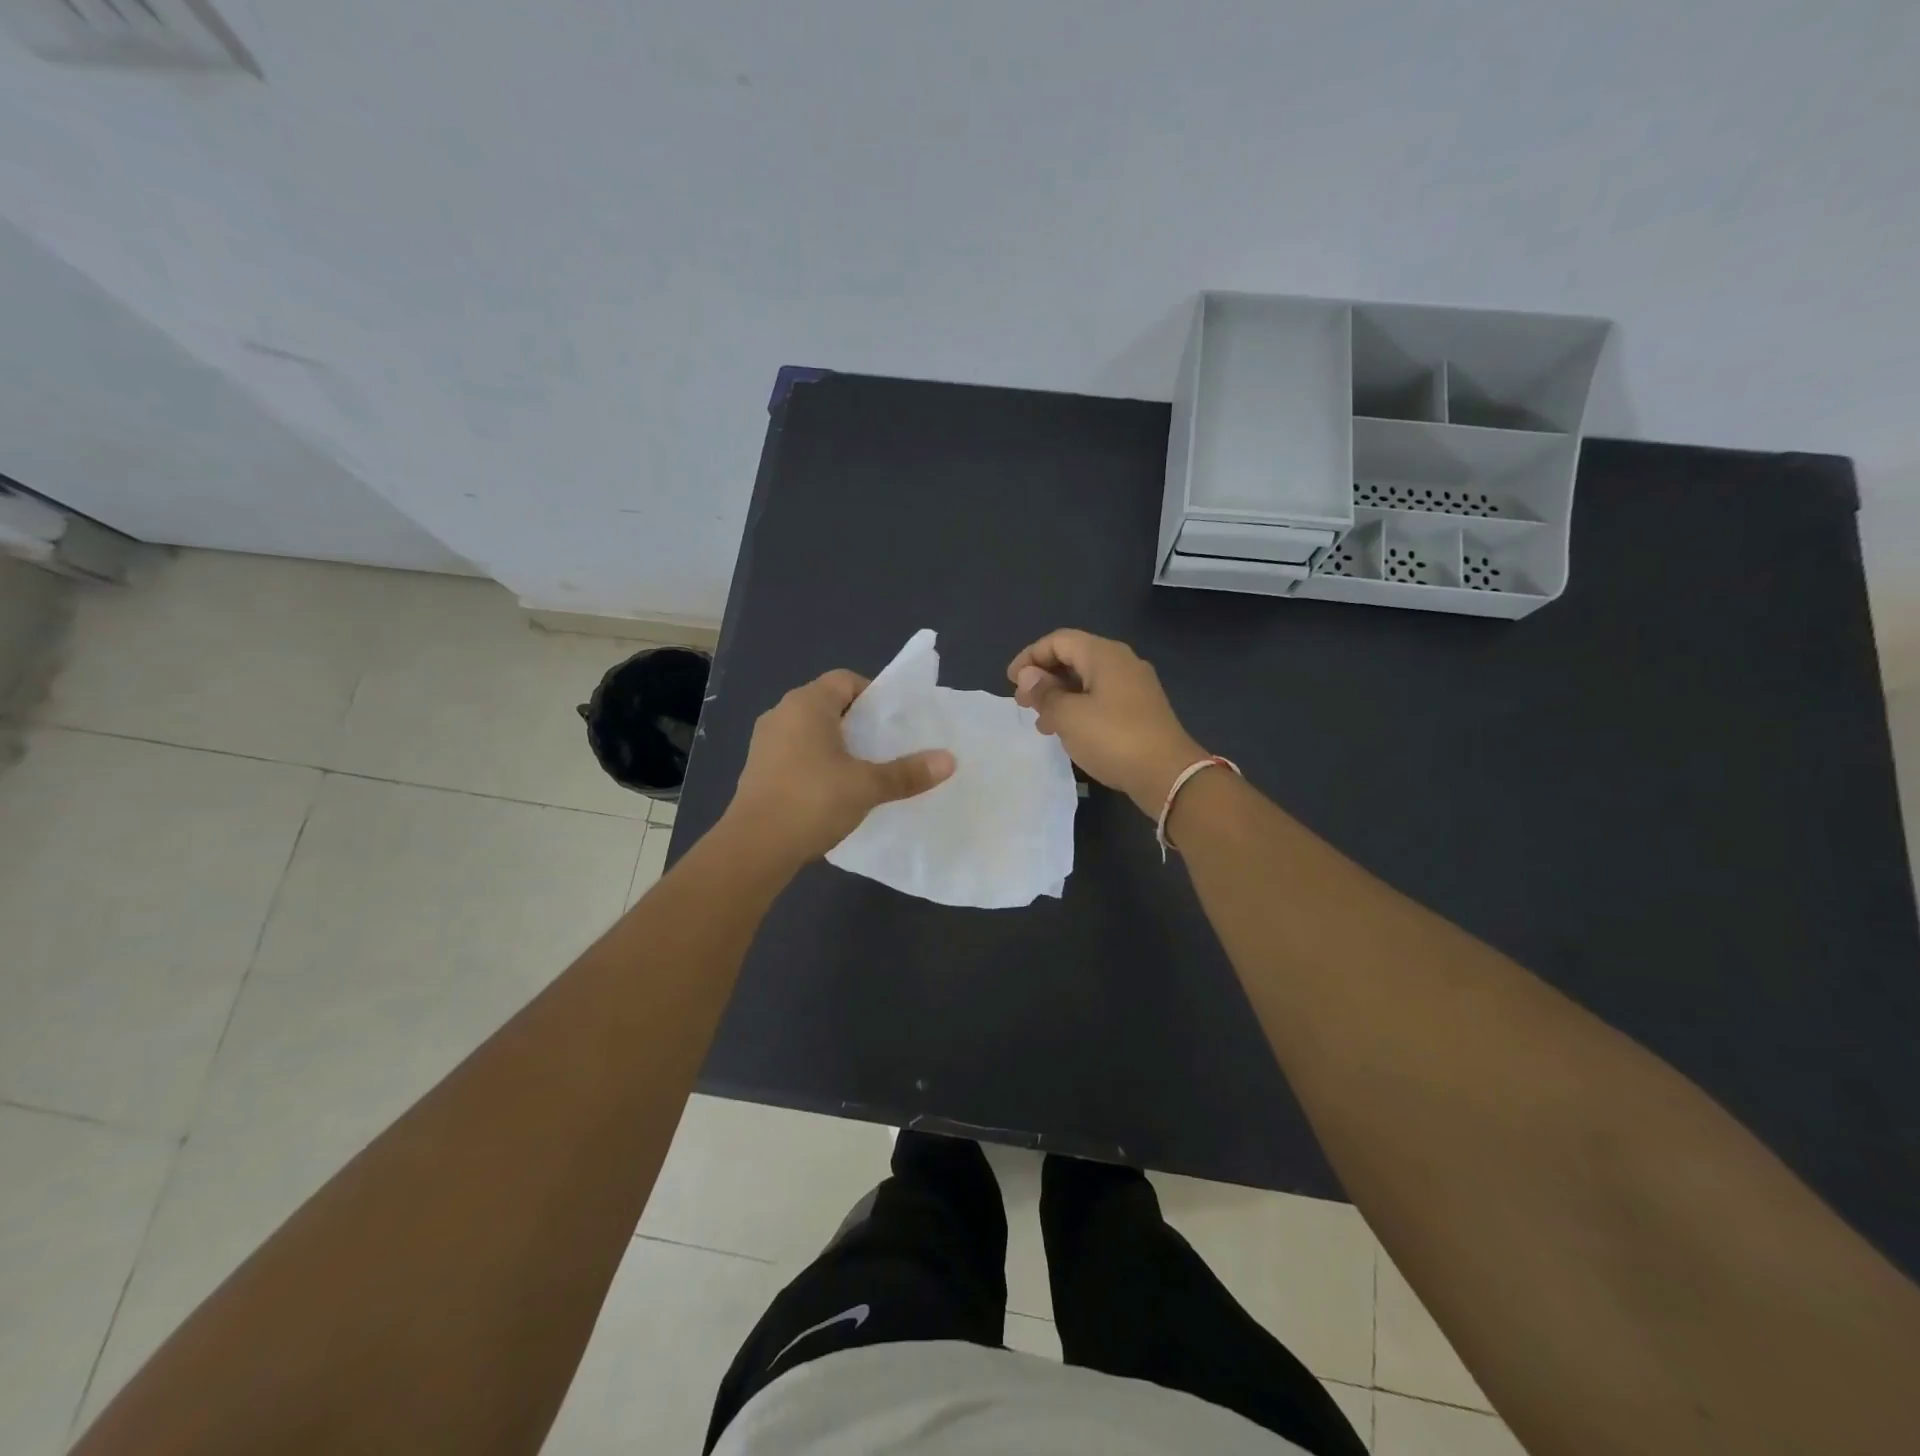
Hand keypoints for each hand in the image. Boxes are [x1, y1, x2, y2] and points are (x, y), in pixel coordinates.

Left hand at [725, 669, 955, 864]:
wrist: (754, 847)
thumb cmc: (812, 802)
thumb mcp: (867, 787)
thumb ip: (908, 772)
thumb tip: (950, 760)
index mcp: (806, 704)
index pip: (845, 680)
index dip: (874, 695)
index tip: (895, 722)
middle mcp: (782, 713)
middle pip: (829, 704)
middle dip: (860, 722)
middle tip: (888, 746)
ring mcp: (765, 742)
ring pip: (811, 731)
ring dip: (838, 745)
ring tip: (866, 769)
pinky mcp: (758, 769)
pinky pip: (796, 753)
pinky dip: (818, 762)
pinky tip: (835, 790)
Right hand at [1008, 629, 1207, 817]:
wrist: (1167, 774)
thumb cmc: (1113, 738)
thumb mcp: (1068, 716)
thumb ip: (1044, 693)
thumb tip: (1028, 676)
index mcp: (1104, 654)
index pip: (1058, 641)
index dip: (1030, 657)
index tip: (1011, 682)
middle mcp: (1122, 662)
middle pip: (1074, 657)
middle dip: (1044, 677)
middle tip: (1022, 703)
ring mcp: (1134, 686)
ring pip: (1087, 680)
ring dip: (1059, 696)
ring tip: (1040, 722)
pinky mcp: (1140, 709)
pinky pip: (1101, 698)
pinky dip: (1078, 708)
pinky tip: (1067, 731)